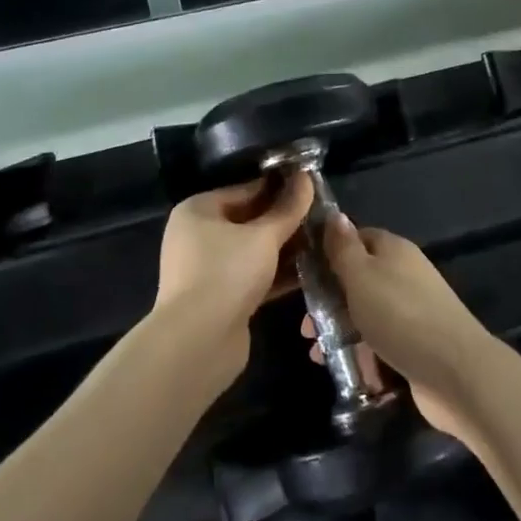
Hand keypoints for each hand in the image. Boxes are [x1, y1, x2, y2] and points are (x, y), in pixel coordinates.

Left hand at [154, 171, 311, 382]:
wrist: (198, 344)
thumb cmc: (226, 273)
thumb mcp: (263, 236)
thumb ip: (288, 208)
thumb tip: (307, 176)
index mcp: (198, 210)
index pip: (245, 189)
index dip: (279, 187)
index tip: (311, 186)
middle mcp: (198, 236)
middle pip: (249, 220)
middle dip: (284, 219)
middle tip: (322, 213)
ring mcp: (208, 269)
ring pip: (253, 250)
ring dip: (285, 247)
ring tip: (323, 240)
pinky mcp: (221, 298)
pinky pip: (254, 275)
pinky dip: (277, 273)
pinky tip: (310, 269)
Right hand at [302, 216, 497, 446]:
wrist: (455, 370)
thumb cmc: (399, 314)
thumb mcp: (361, 275)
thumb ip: (344, 248)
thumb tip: (335, 215)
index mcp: (393, 250)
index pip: (356, 238)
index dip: (329, 252)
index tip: (303, 274)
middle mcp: (404, 275)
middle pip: (358, 280)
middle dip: (329, 301)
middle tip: (306, 326)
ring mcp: (412, 311)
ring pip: (366, 314)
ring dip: (340, 330)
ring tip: (317, 354)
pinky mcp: (416, 345)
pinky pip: (379, 342)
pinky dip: (360, 353)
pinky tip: (341, 369)